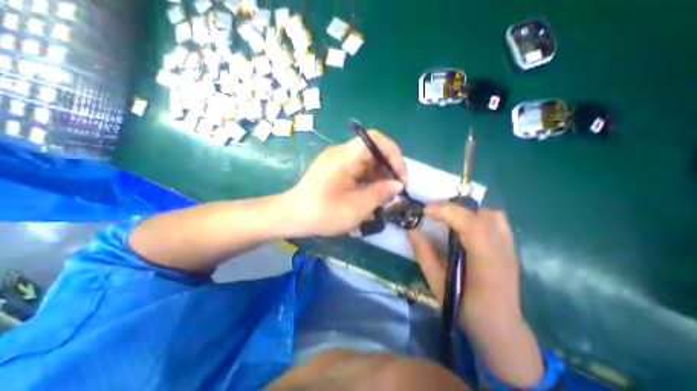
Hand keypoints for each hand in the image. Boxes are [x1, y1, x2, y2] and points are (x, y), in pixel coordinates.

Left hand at [287, 129, 408, 237]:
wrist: (292, 216)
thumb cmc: (321, 214)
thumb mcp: (355, 208)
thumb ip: (379, 194)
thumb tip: (397, 185)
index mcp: (344, 158)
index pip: (375, 139)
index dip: (393, 154)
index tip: (400, 177)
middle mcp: (341, 153)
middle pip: (373, 150)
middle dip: (388, 168)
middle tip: (395, 190)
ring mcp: (337, 160)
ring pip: (367, 161)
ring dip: (379, 176)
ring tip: (384, 195)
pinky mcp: (336, 169)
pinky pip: (358, 168)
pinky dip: (369, 179)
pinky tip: (371, 194)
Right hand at [407, 205, 518, 329]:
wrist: (501, 329)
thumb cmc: (467, 311)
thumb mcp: (438, 285)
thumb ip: (424, 255)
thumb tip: (411, 230)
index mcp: (487, 264)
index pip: (472, 226)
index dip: (448, 212)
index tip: (426, 210)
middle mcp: (503, 251)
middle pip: (481, 215)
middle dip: (453, 208)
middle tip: (432, 213)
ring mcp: (510, 248)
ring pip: (491, 214)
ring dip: (467, 211)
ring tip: (448, 217)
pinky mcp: (510, 248)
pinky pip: (496, 221)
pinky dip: (477, 215)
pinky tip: (464, 225)